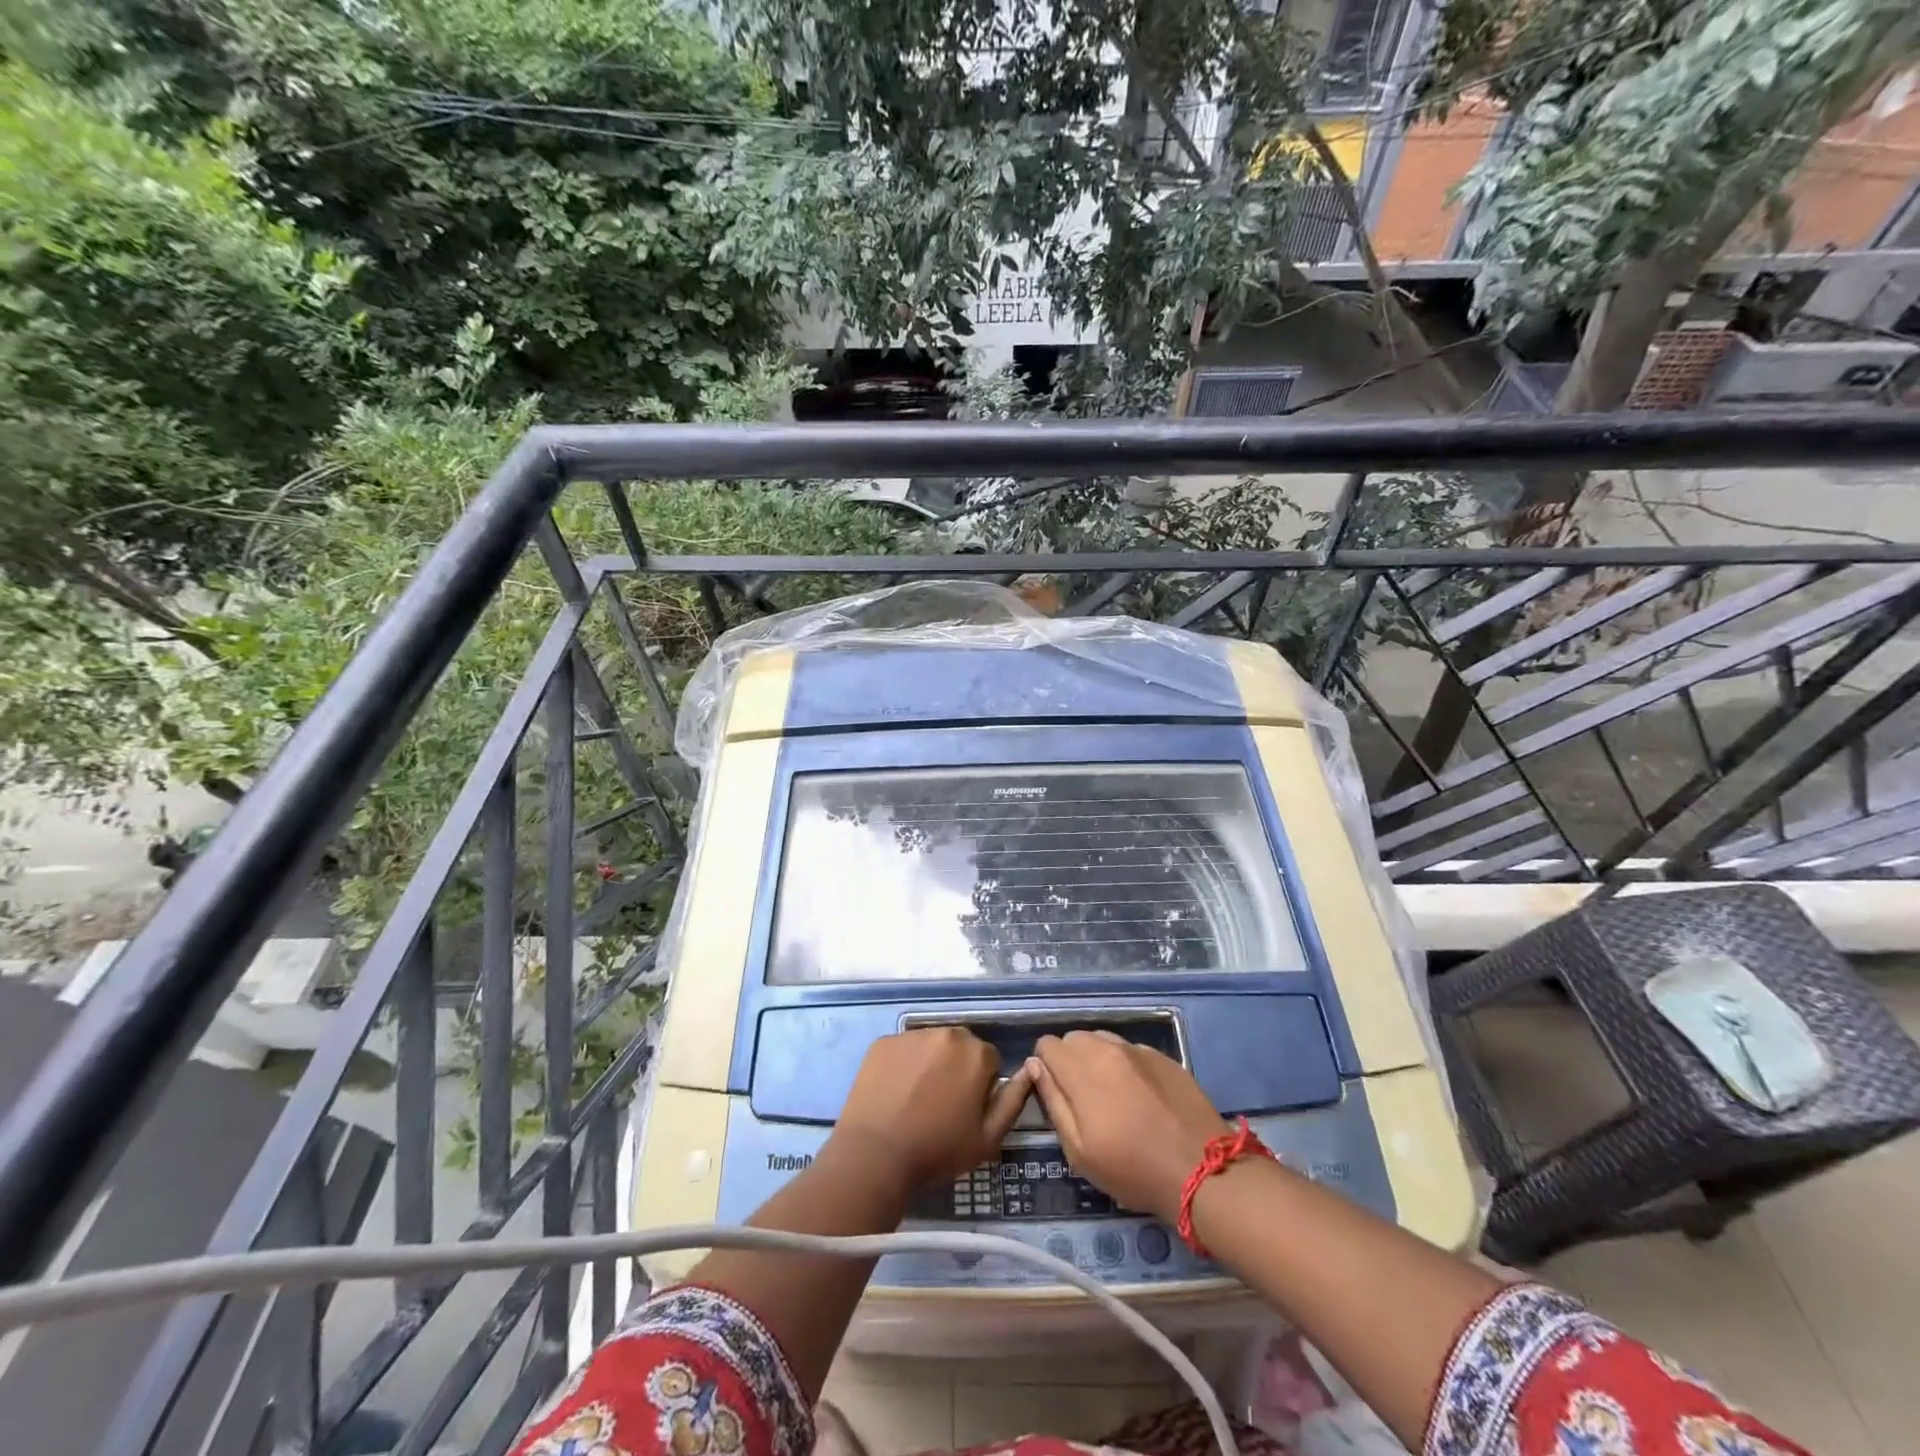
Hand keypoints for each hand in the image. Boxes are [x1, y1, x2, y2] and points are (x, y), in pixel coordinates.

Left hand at [833, 1027, 1031, 1190]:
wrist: (876, 1154)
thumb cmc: (938, 1150)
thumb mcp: (988, 1138)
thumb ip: (1013, 1101)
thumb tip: (1030, 1070)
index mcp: (976, 1054)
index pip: (989, 1061)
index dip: (981, 1086)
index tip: (966, 1110)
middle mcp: (947, 1033)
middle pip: (960, 1046)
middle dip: (956, 1068)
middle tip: (941, 1103)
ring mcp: (911, 1034)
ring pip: (930, 1045)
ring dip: (930, 1063)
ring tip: (915, 1098)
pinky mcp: (883, 1041)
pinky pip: (901, 1049)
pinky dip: (902, 1064)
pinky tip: (893, 1091)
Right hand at [1028, 1031, 1230, 1222]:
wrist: (1202, 1170)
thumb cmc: (1132, 1169)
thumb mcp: (1079, 1150)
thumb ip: (1053, 1101)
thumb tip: (1036, 1066)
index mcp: (1081, 1069)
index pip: (1047, 1044)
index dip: (1045, 1067)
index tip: (1057, 1093)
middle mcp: (1107, 1049)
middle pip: (1074, 1038)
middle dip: (1070, 1060)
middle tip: (1083, 1098)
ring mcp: (1138, 1050)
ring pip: (1102, 1040)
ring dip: (1097, 1059)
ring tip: (1112, 1095)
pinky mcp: (1163, 1057)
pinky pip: (1131, 1050)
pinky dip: (1126, 1065)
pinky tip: (1140, 1096)